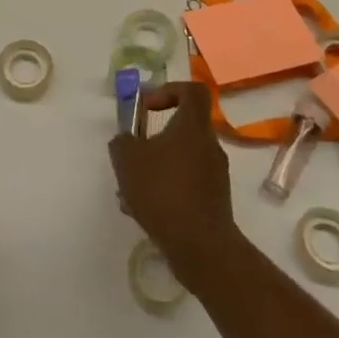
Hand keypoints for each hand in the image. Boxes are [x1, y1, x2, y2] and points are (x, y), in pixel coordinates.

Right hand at [109, 81, 243, 293]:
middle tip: (132, 155)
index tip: (147, 107)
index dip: (169, 90)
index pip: (192, 91)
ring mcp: (215, 176)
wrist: (201, 247)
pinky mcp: (214, 202)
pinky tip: (142, 211)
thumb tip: (127, 140)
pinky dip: (165, 191)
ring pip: (180, 160)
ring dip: (155, 168)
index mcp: (193, 127)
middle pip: (182, 129)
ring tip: (129, 191)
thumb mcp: (127, 158)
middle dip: (153, 139)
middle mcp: (209, 146)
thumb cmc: (163, 191)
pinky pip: (185, 185)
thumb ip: (122, 141)